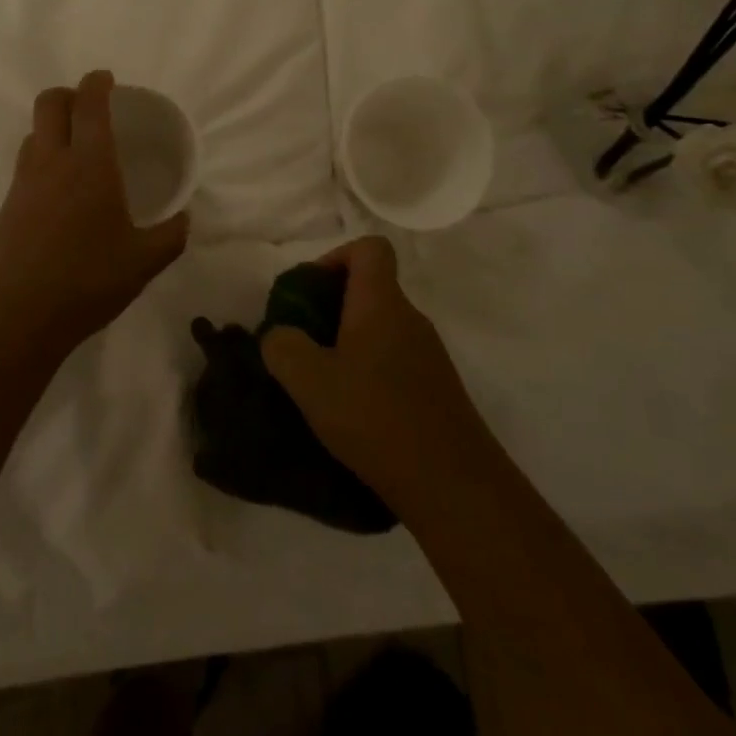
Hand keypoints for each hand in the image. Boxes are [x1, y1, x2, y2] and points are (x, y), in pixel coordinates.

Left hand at [0, 71, 189, 348]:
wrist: (18, 316)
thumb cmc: (88, 281)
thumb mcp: (143, 262)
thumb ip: (170, 236)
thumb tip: (185, 219)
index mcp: (89, 165)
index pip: (89, 105)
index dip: (96, 83)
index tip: (106, 79)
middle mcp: (51, 162)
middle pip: (49, 103)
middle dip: (68, 94)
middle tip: (88, 107)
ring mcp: (23, 183)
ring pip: (32, 134)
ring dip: (52, 128)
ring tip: (74, 150)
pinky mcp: (6, 206)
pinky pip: (24, 166)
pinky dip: (41, 160)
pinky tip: (58, 193)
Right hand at [261, 237, 482, 520]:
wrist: (455, 487)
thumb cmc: (377, 419)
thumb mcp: (310, 382)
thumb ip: (283, 347)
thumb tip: (280, 335)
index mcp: (382, 304)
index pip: (369, 248)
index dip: (335, 257)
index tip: (309, 293)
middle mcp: (410, 319)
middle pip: (370, 289)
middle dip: (330, 308)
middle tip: (302, 344)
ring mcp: (429, 355)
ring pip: (380, 328)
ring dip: (347, 344)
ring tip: (321, 384)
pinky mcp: (436, 390)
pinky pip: (394, 361)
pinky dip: (368, 372)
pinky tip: (352, 412)